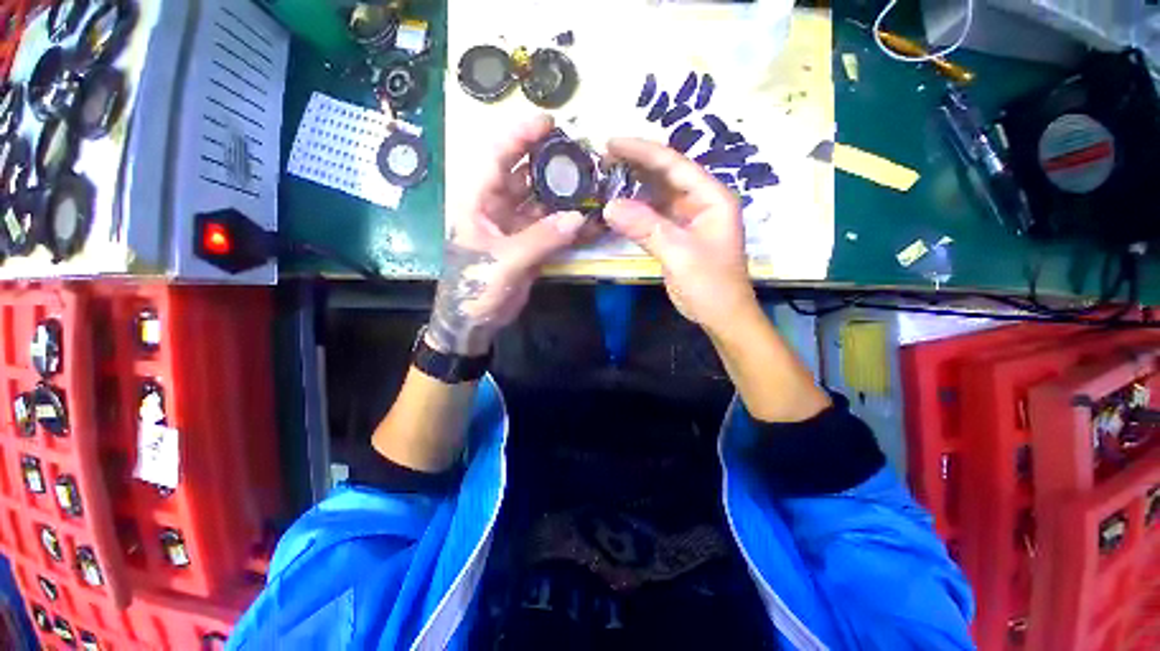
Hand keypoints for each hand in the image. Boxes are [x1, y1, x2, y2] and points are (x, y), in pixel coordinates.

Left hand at [428, 115, 586, 355]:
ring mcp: (518, 227)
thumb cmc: (474, 287)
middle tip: (583, 154)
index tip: (548, 122)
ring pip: (543, 202)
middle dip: (551, 163)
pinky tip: (591, 222)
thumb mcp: (503, 262)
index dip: (519, 136)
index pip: (497, 158)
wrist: (475, 321)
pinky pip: (553, 229)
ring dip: (566, 195)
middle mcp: (498, 208)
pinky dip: (570, 226)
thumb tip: (577, 218)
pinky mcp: (531, 245)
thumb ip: (539, 240)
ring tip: (594, 185)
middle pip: (525, 176)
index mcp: (479, 202)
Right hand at [603, 138, 757, 333]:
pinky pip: (653, 215)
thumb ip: (646, 228)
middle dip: (635, 165)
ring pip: (657, 194)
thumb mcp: (679, 254)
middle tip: (602, 159)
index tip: (610, 143)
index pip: (674, 165)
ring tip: (604, 177)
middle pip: (665, 175)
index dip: (642, 151)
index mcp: (712, 198)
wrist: (721, 316)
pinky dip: (635, 210)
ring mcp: (688, 218)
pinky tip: (617, 206)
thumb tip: (609, 206)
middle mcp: (701, 202)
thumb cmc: (710, 285)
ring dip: (633, 186)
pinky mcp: (676, 235)